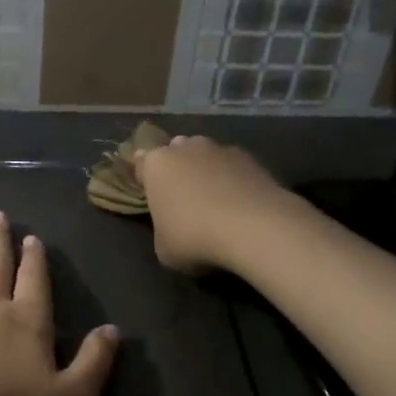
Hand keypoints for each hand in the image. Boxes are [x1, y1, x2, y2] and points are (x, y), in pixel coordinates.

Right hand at [132, 135, 295, 274]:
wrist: (253, 228)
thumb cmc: (194, 238)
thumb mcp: (164, 247)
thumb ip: (163, 228)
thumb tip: (173, 226)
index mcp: (156, 166)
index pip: (142, 164)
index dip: (145, 177)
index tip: (149, 190)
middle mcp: (185, 148)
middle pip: (176, 151)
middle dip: (177, 168)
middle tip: (182, 195)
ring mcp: (220, 150)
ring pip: (206, 154)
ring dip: (207, 170)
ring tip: (215, 198)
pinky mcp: (251, 158)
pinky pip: (234, 166)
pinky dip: (234, 179)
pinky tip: (240, 203)